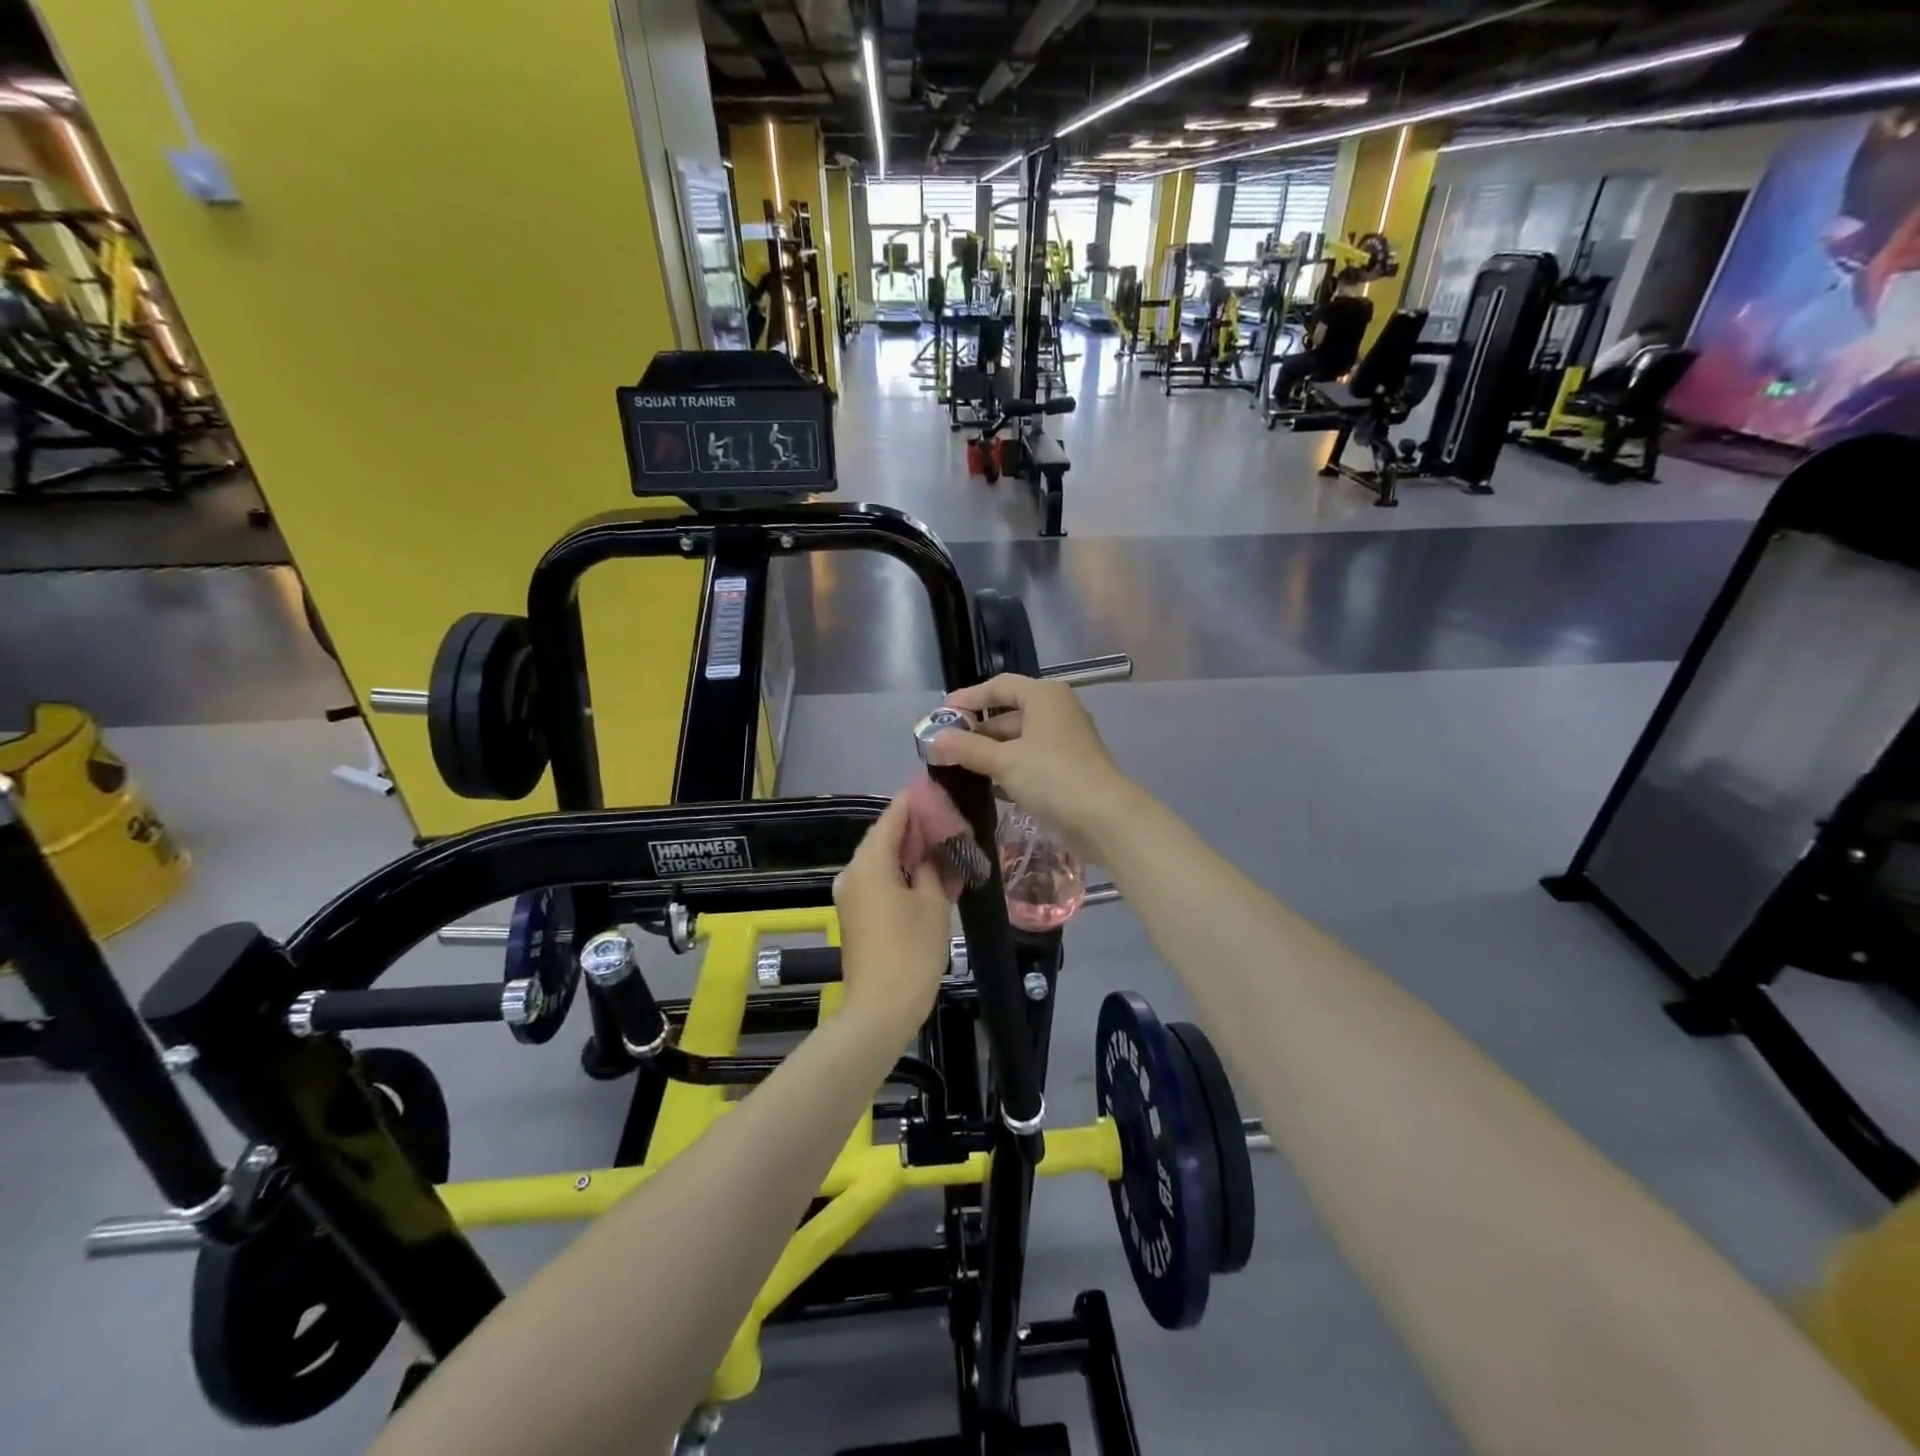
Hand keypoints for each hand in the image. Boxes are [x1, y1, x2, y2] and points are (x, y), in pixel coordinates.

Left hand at [832, 794, 952, 1037]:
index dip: (916, 801)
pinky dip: (902, 873)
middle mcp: (852, 872)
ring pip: (883, 860)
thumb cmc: (911, 951)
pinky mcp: (855, 914)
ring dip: (911, 852)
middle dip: (917, 828)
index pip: (893, 815)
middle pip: (885, 836)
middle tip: (951, 821)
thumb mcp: (933, 903)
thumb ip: (933, 865)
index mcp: (869, 862)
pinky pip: (879, 880)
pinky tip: (930, 875)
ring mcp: (850, 895)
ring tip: (946, 846)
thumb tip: (933, 847)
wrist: (880, 1010)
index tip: (941, 790)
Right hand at [925, 674, 1134, 857]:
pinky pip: (1032, 759)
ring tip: (962, 766)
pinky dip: (1011, 767)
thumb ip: (967, 748)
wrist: (1103, 818)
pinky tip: (990, 786)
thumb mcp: (1003, 761)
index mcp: (1044, 696)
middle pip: (1010, 712)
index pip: (999, 686)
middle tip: (948, 745)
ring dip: (993, 751)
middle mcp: (1058, 711)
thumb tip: (934, 740)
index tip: (942, 714)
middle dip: (979, 729)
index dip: (969, 697)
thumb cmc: (1051, 776)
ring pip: (1021, 738)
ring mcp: (1066, 740)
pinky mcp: (1070, 767)